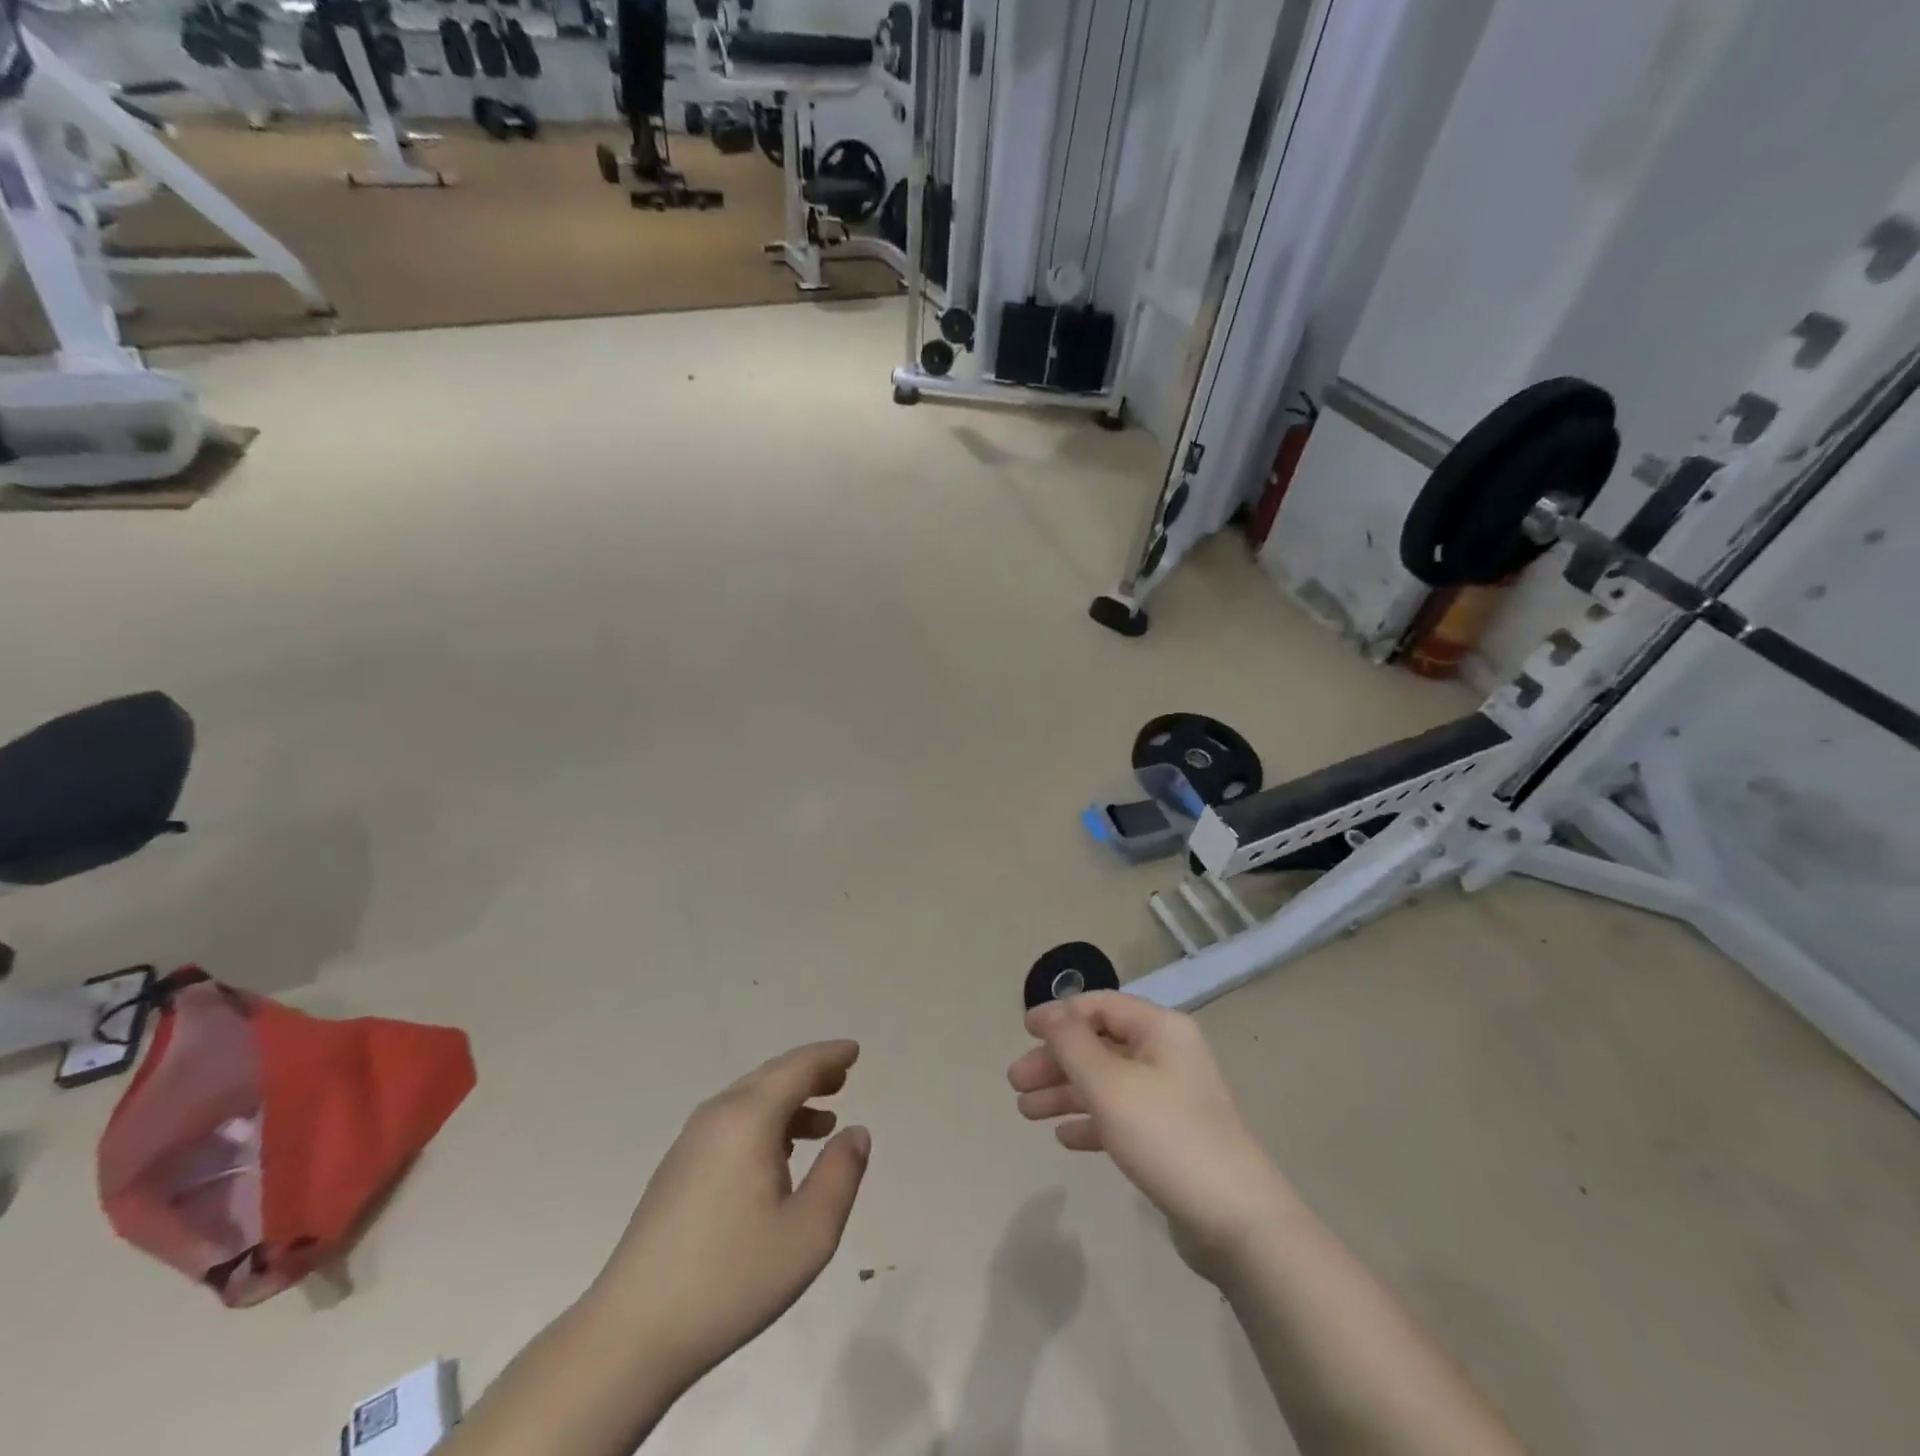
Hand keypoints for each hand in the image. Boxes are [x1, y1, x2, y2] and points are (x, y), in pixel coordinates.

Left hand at [589, 1041, 871, 1391]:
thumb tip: (856, 1131)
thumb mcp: (809, 1233)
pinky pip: (731, 1123)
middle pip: (771, 1077)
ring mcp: (690, 1143)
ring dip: (788, 1101)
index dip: (829, 1056)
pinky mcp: (676, 1171)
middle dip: (809, 1073)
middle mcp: (717, 1116)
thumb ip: (841, 1174)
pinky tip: (778, 1157)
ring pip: (749, 1101)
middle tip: (842, 1077)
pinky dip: (764, 1122)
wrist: (631, 1334)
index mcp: (748, 1118)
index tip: (854, 1051)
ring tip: (823, 1122)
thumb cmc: (730, 1278)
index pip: (797, 1068)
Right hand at [1009, 994, 1287, 1276]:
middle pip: (1099, 1045)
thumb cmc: (1167, 1136)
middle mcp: (1166, 1054)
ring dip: (1065, 1092)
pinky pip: (1121, 1116)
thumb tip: (1048, 1012)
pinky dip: (1091, 1121)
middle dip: (1055, 1060)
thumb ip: (1073, 1044)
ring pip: (1106, 1082)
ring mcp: (1171, 1097)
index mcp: (1159, 1029)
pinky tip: (1065, 1138)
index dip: (1059, 1015)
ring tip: (1025, 1112)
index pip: (1100, 1006)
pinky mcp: (1170, 1136)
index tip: (1023, 1031)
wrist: (1237, 1221)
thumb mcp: (1110, 1084)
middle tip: (1016, 1083)